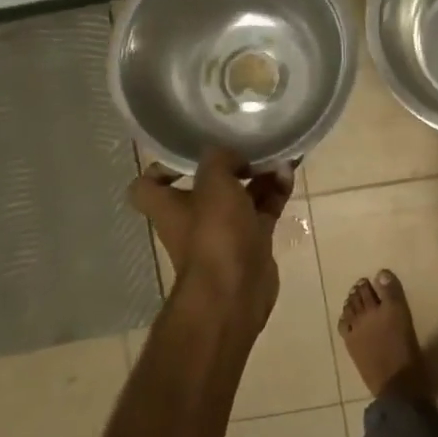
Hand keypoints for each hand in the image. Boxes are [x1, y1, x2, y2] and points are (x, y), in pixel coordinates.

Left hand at [129, 148, 294, 319]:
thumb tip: (233, 155)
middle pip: (206, 184)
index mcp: (168, 206)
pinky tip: (289, 174)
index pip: (148, 185)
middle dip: (229, 164)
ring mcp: (224, 231)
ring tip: (279, 157)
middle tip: (249, 146)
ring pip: (240, 194)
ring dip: (259, 176)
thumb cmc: (214, 234)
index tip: (189, 152)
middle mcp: (192, 218)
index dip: (162, 167)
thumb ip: (220, 158)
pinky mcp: (251, 241)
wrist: (236, 290)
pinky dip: (275, 192)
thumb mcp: (213, 183)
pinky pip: (263, 209)